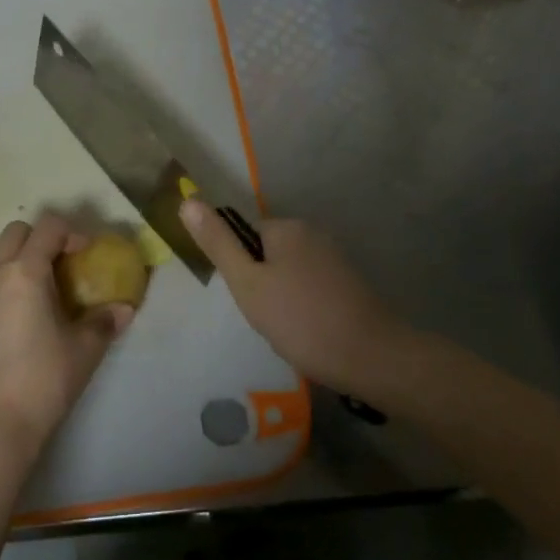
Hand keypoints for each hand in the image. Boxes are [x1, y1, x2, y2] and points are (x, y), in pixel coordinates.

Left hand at [0, 213, 132, 465]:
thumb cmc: (43, 381)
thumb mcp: (84, 350)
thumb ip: (104, 321)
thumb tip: (124, 308)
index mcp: (25, 273)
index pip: (48, 227)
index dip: (73, 233)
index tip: (88, 255)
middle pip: (17, 231)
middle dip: (43, 238)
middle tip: (65, 265)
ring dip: (22, 258)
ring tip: (45, 290)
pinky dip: (7, 281)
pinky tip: (24, 315)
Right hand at [180, 202, 406, 396]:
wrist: (372, 357)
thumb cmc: (301, 319)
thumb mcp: (248, 284)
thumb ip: (217, 244)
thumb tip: (187, 201)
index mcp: (287, 227)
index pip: (244, 238)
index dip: (240, 271)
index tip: (250, 300)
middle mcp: (313, 233)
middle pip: (267, 256)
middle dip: (261, 287)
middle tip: (268, 319)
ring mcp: (335, 258)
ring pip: (288, 275)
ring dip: (282, 300)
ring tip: (290, 330)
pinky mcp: (350, 283)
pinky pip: (311, 288)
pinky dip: (304, 308)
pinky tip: (310, 333)